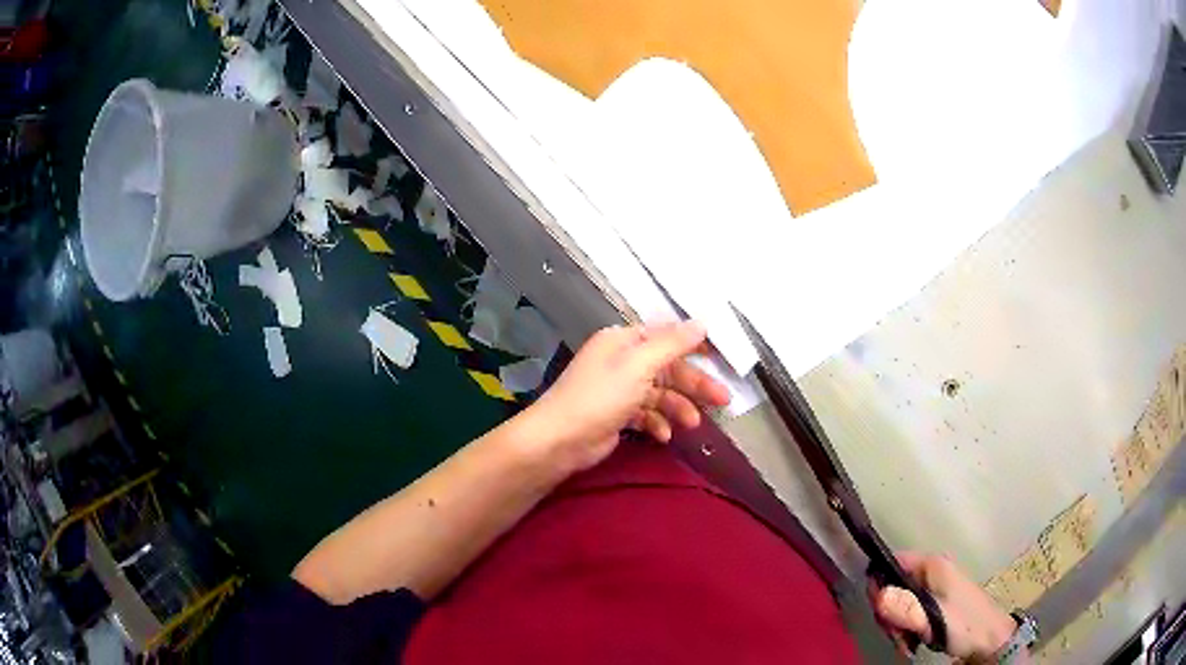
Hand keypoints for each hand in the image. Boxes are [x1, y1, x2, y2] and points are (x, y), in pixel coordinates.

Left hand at [527, 322, 731, 474]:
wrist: (560, 440)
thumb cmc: (599, 397)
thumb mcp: (639, 366)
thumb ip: (672, 344)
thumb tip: (701, 322)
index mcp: (623, 340)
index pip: (666, 337)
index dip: (695, 346)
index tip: (722, 358)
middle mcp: (622, 361)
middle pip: (667, 368)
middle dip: (694, 385)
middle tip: (723, 401)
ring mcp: (619, 389)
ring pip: (659, 394)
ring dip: (677, 408)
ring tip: (692, 425)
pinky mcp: (616, 415)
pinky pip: (646, 414)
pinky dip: (657, 423)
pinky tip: (664, 436)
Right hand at [868, 553, 1017, 660]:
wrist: (990, 640)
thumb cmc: (964, 625)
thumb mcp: (933, 619)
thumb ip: (905, 608)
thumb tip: (876, 594)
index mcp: (933, 565)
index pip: (892, 561)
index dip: (878, 584)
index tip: (879, 612)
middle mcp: (932, 571)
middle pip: (893, 586)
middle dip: (889, 614)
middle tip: (897, 635)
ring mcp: (935, 588)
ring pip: (899, 602)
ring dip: (897, 626)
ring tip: (907, 643)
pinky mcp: (936, 604)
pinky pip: (909, 612)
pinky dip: (906, 629)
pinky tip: (912, 642)